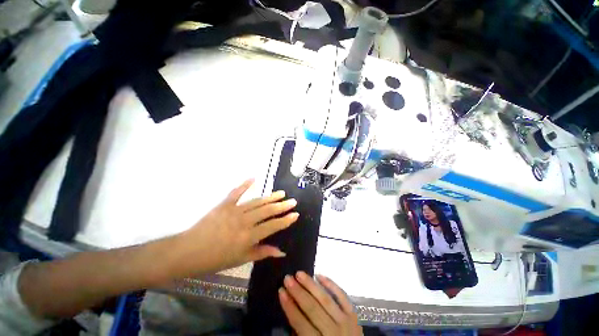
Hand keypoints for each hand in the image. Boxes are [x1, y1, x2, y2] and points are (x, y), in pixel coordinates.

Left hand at [178, 179, 298, 274]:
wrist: (188, 252)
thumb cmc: (215, 259)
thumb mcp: (240, 259)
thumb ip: (262, 253)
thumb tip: (281, 251)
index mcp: (248, 237)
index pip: (272, 226)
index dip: (285, 220)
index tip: (295, 214)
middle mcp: (244, 221)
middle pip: (267, 211)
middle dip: (282, 206)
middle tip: (293, 201)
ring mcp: (234, 210)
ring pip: (257, 201)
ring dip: (270, 197)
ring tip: (281, 193)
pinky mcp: (224, 204)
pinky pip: (236, 192)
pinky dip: (245, 184)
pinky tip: (254, 178)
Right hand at [279, 272, 362, 335]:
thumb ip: (300, 334)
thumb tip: (291, 311)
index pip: (300, 323)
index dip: (289, 306)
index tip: (281, 291)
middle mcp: (333, 331)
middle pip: (312, 308)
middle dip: (298, 292)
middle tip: (287, 278)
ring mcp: (345, 322)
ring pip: (325, 299)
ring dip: (311, 285)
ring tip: (299, 273)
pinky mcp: (353, 315)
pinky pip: (342, 296)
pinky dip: (331, 284)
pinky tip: (320, 275)